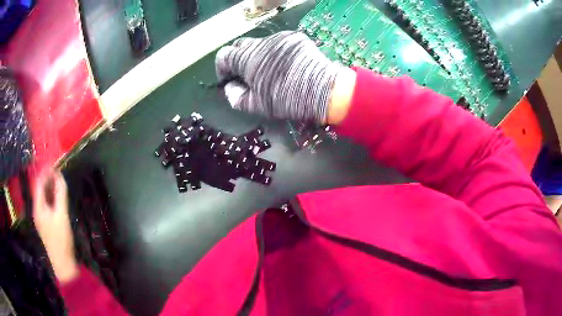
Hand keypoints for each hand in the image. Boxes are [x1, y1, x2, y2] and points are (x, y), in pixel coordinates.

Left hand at [33, 170, 77, 282]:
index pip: (38, 183)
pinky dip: (50, 198)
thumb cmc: (61, 239)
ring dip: (48, 188)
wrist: (62, 263)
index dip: (45, 172)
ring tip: (58, 183)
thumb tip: (60, 175)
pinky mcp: (44, 225)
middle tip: (57, 172)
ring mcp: (40, 218)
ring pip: (42, 198)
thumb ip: (60, 194)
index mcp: (38, 207)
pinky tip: (56, 199)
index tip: (54, 164)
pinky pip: (45, 206)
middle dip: (47, 179)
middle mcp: (36, 210)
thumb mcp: (62, 215)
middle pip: (39, 190)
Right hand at [215, 31, 355, 124]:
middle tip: (247, 75)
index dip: (221, 68)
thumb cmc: (287, 99)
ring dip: (258, 55)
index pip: (223, 55)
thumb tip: (229, 87)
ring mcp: (279, 38)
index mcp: (247, 59)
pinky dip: (276, 53)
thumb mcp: (257, 105)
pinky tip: (286, 65)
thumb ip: (236, 97)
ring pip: (260, 44)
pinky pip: (278, 43)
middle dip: (238, 59)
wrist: (323, 89)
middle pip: (240, 46)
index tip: (229, 79)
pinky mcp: (294, 38)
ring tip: (270, 71)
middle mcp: (260, 43)